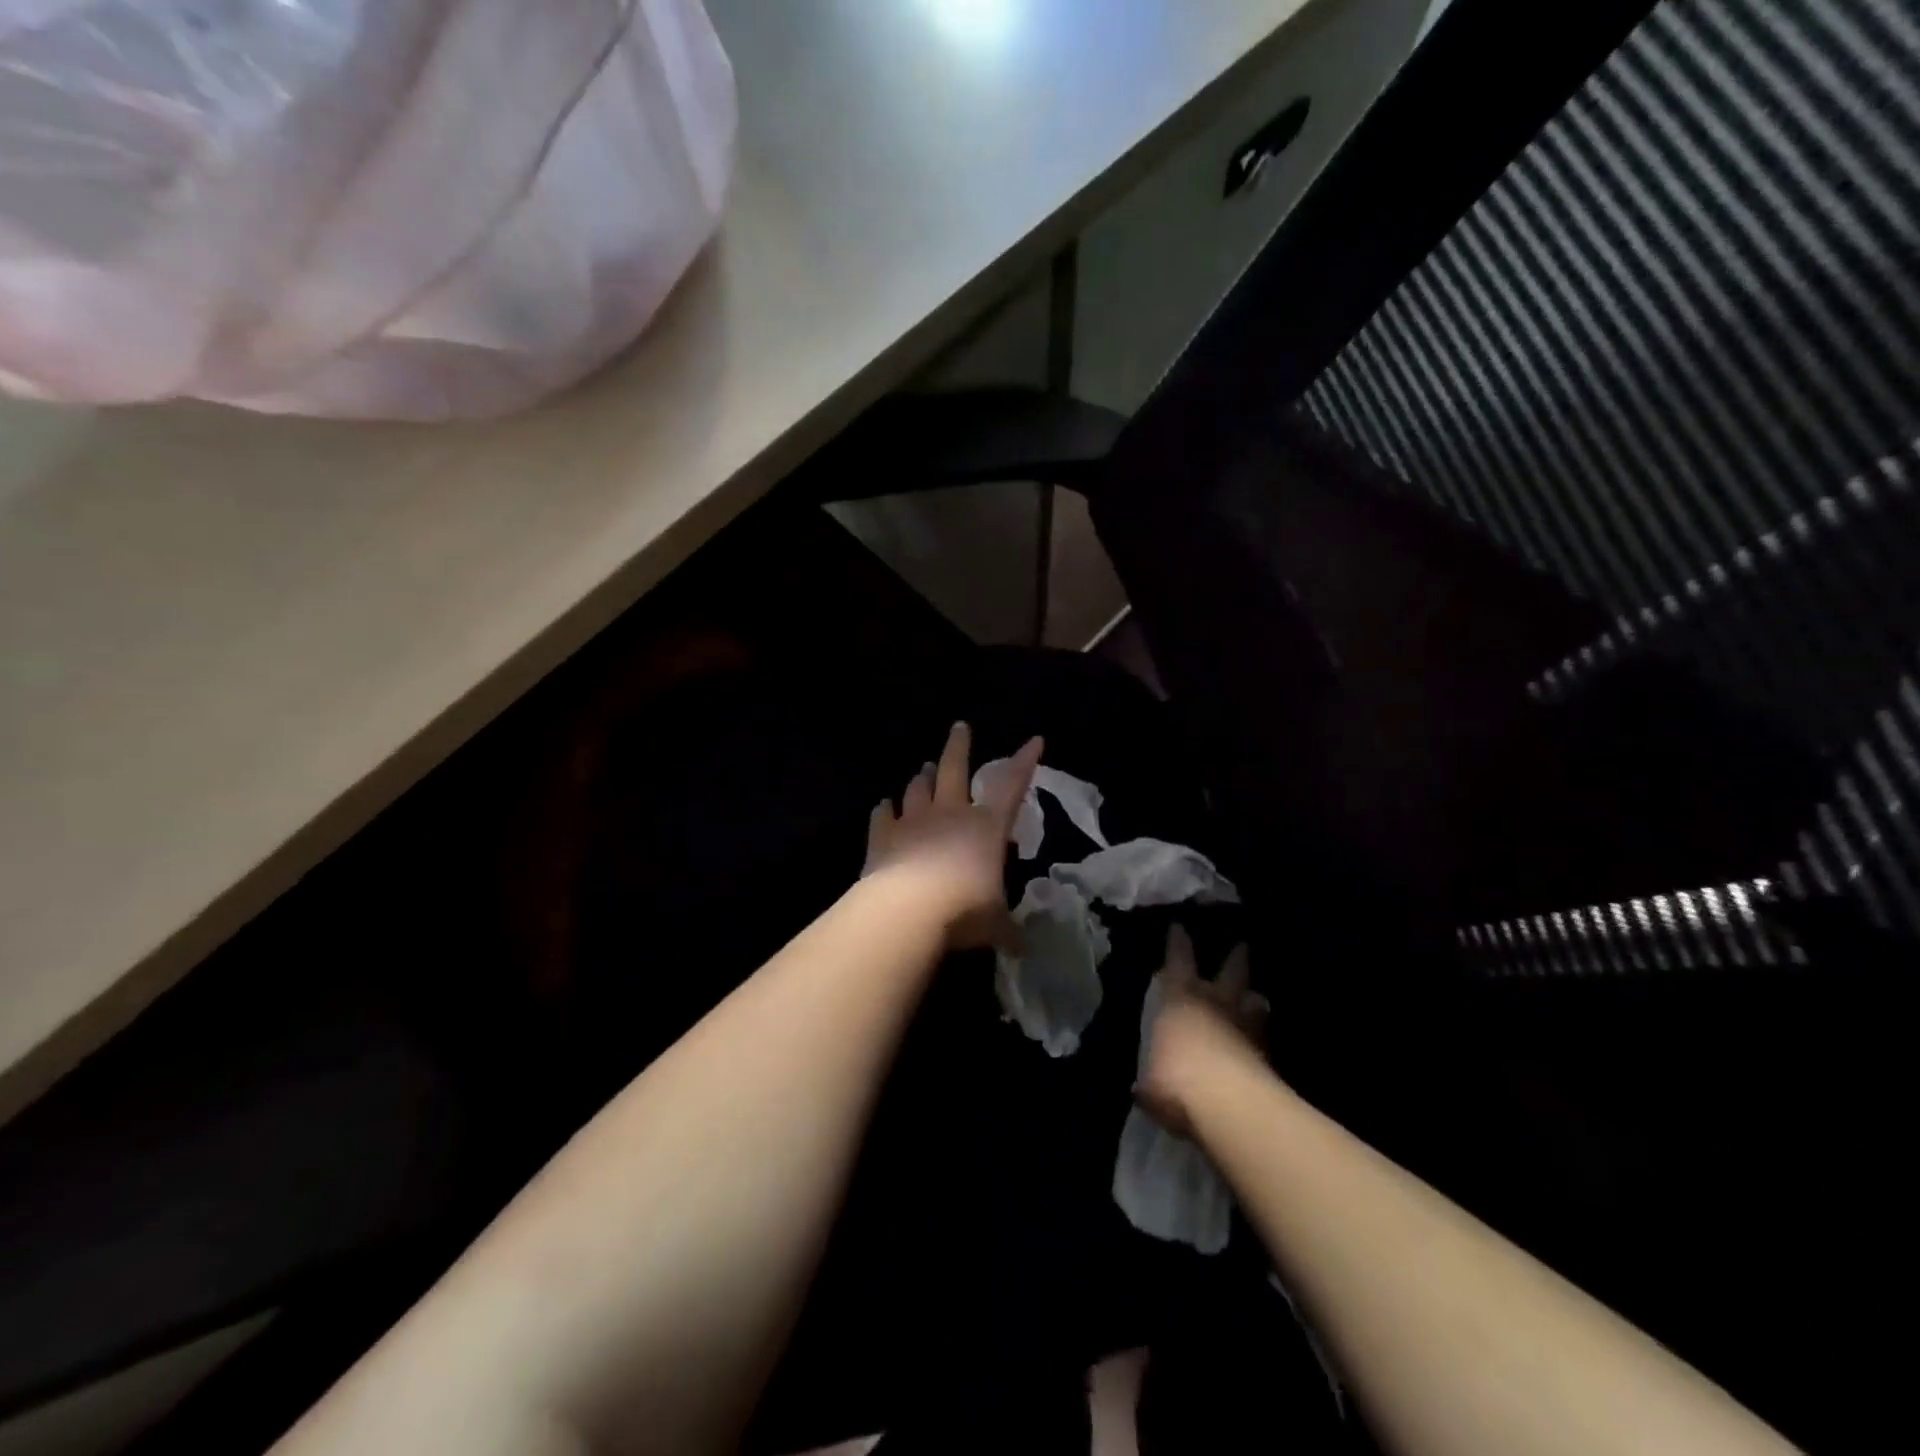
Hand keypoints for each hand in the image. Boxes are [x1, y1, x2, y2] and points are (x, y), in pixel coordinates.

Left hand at [864, 723, 1042, 951]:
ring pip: (917, 788)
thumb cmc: (964, 911)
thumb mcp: (996, 924)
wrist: (907, 911)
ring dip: (922, 777)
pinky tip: (883, 805)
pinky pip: (883, 816)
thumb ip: (1007, 929)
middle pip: (954, 768)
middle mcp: (950, 814)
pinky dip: (884, 810)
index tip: (1034, 739)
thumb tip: (1022, 948)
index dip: (1025, 762)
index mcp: (986, 827)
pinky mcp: (882, 837)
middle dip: (959, 746)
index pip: (1012, 786)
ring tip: (924, 768)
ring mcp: (913, 822)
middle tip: (959, 726)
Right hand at [1135, 925, 1269, 1137]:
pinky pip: (1264, 1038)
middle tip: (1242, 945)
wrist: (1230, 1106)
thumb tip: (1143, 1089)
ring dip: (1254, 1000)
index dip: (1178, 944)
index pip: (1178, 962)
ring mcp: (1246, 1029)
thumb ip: (1150, 1082)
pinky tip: (1262, 1043)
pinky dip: (1262, 1037)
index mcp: (1180, 1000)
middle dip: (1235, 958)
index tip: (1179, 926)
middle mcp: (1215, 1005)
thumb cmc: (1177, 1081)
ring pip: (1254, 1004)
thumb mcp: (1151, 1085)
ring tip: (1257, 998)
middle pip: (1231, 973)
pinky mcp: (1269, 1057)